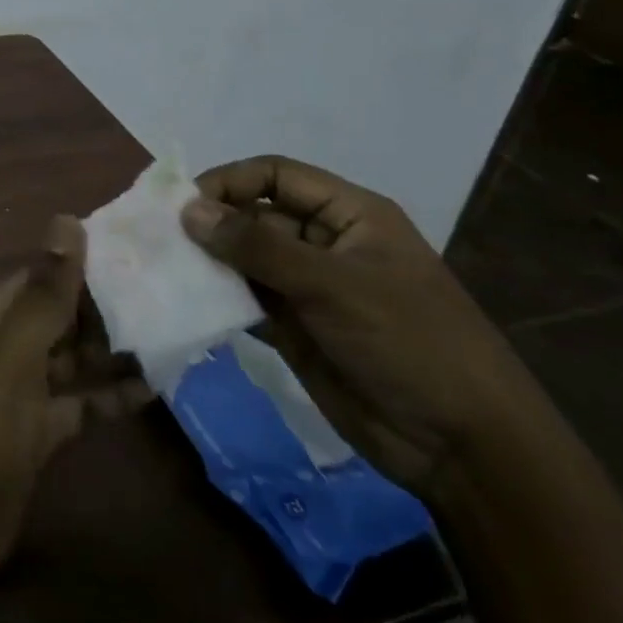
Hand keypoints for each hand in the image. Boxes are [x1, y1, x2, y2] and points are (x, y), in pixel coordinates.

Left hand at [0, 216, 149, 591]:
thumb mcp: (16, 352)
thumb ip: (44, 292)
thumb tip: (67, 221)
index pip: (44, 273)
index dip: (85, 262)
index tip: (141, 252)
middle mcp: (10, 343)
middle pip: (64, 314)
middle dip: (109, 306)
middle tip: (171, 293)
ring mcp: (27, 388)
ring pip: (77, 356)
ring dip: (117, 349)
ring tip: (174, 333)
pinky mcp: (43, 428)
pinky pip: (83, 400)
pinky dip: (113, 394)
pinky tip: (156, 387)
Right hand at [180, 156, 544, 494]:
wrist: (461, 446)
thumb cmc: (408, 342)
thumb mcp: (333, 285)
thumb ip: (257, 246)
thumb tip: (188, 209)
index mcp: (349, 215)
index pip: (277, 175)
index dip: (230, 181)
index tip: (184, 204)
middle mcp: (324, 242)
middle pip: (255, 214)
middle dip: (212, 223)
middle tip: (161, 239)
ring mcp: (308, 287)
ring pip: (245, 258)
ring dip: (209, 260)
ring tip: (163, 267)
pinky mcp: (295, 328)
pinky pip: (246, 299)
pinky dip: (217, 297)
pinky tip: (185, 301)